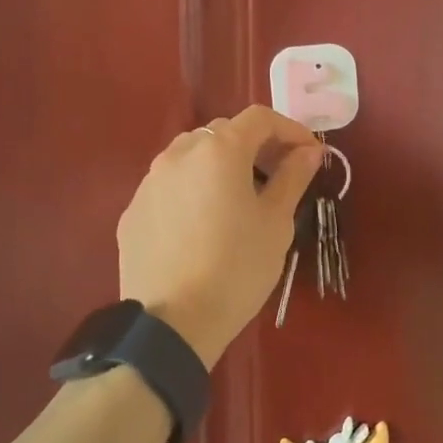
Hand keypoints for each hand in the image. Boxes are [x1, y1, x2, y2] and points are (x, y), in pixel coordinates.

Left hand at [118, 105, 322, 365]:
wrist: (171, 324)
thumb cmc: (236, 268)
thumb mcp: (276, 222)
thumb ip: (293, 177)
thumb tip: (310, 150)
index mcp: (219, 150)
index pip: (260, 118)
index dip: (290, 129)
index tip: (309, 153)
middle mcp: (179, 153)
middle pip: (224, 132)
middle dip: (255, 146)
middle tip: (278, 176)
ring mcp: (150, 181)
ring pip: (192, 156)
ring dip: (220, 165)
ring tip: (239, 198)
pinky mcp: (133, 210)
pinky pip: (170, 185)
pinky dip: (193, 190)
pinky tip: (203, 224)